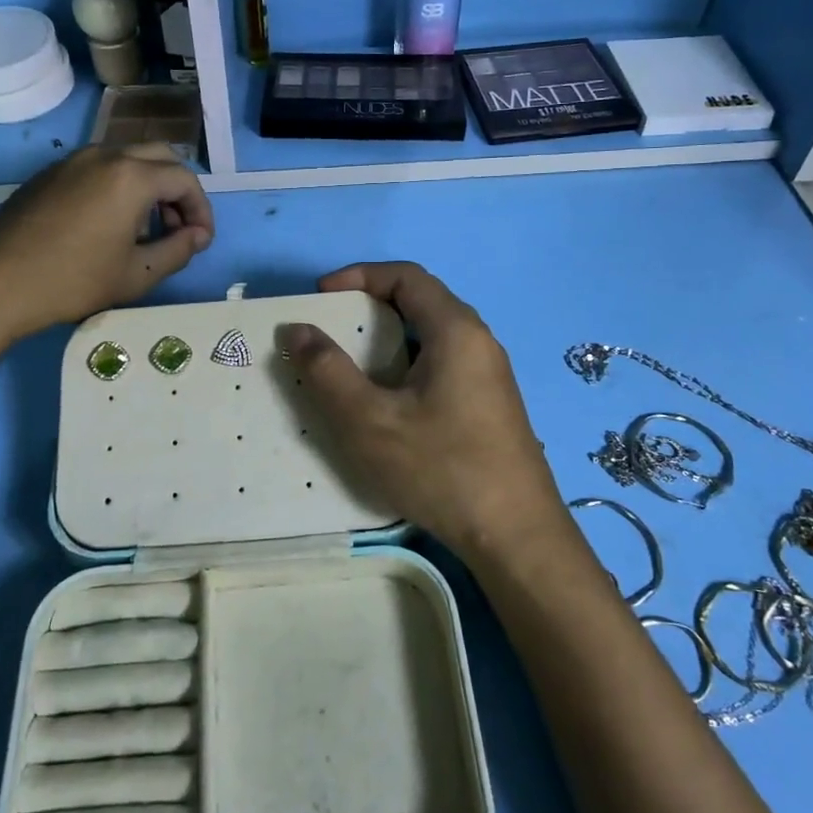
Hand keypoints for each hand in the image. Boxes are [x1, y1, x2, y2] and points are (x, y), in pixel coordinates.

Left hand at [0, 145, 212, 342]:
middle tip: (175, 229)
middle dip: (176, 191)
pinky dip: (117, 186)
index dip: (201, 210)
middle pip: (159, 157)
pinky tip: (105, 226)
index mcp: (131, 176)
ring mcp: (72, 161)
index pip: (185, 180)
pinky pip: (98, 168)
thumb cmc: (73, 281)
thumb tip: (197, 236)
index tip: (200, 241)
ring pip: (127, 159)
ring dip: (147, 187)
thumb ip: (178, 251)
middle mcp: (105, 155)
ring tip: (142, 231)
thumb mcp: (137, 275)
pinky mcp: (48, 173)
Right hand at [282, 262, 561, 557]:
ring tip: (353, 365)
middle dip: (371, 306)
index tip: (321, 296)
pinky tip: (391, 402)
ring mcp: (490, 374)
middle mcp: (479, 341)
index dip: (359, 276)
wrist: (516, 536)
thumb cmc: (441, 468)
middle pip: (422, 300)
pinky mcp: (491, 403)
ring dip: (390, 338)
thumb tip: (296, 329)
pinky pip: (444, 362)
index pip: (406, 276)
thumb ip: (328, 371)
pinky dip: (409, 364)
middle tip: (332, 329)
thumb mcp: (370, 421)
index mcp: (456, 330)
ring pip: (433, 335)